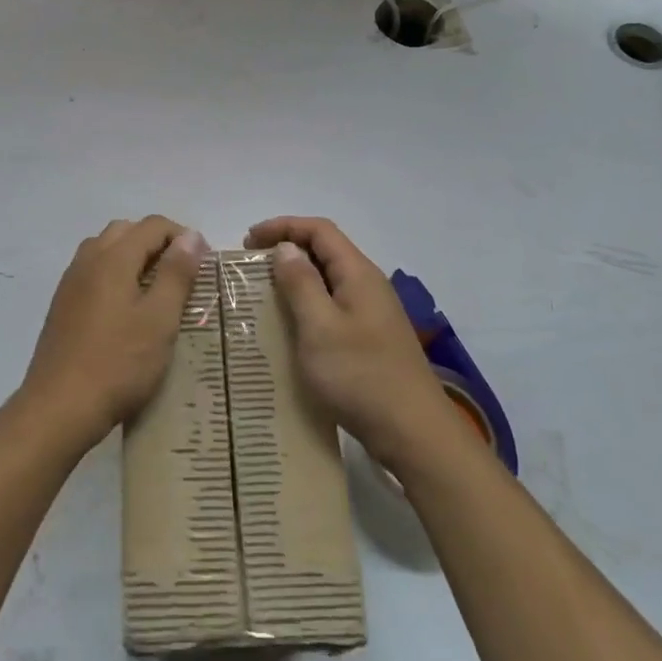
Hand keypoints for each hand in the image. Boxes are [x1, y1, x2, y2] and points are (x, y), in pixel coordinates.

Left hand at [19, 217, 208, 451]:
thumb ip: (176, 274)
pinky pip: (92, 272)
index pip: (152, 225)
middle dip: (156, 242)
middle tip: (180, 274)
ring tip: (155, 290)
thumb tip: (191, 236)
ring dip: (132, 256)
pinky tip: (125, 309)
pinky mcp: (62, 305)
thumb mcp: (159, 320)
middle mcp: (88, 260)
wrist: (58, 408)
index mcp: (113, 258)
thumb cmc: (118, 363)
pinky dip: (114, 275)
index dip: (182, 236)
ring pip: (105, 249)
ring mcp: (70, 283)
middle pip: (126, 231)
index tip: (201, 264)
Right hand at [246, 217, 454, 472]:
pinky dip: (307, 305)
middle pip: (325, 251)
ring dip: (296, 279)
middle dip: (287, 250)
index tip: (248, 240)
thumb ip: (301, 284)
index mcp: (358, 274)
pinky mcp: (371, 339)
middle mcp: (368, 285)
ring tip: (263, 294)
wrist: (414, 434)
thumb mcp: (320, 328)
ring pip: (328, 280)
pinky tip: (290, 327)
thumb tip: (285, 248)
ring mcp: (372, 313)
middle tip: (251, 267)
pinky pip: (333, 307)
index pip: (319, 230)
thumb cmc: (361, 376)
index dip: (283, 226)